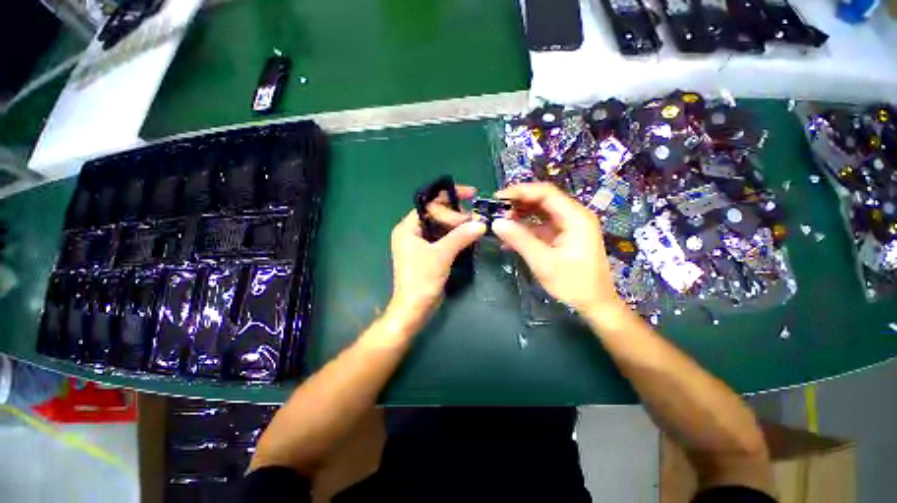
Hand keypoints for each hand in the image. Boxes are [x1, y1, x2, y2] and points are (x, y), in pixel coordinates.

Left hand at [386, 185, 485, 330]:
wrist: (415, 308)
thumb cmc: (422, 279)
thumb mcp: (441, 255)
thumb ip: (460, 236)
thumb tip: (481, 223)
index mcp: (407, 228)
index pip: (430, 204)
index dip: (449, 199)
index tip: (470, 196)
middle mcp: (412, 233)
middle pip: (436, 214)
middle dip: (456, 213)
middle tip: (475, 216)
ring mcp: (420, 244)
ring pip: (441, 227)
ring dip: (458, 224)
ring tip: (476, 224)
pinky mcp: (429, 254)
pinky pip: (443, 238)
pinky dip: (456, 236)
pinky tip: (469, 235)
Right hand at [492, 183, 622, 314]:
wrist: (595, 305)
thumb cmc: (574, 284)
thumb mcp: (544, 262)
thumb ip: (520, 239)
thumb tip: (495, 222)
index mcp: (575, 217)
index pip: (546, 193)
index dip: (520, 192)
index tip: (498, 198)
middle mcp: (573, 216)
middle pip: (543, 200)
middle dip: (518, 203)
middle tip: (495, 211)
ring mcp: (568, 227)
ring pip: (540, 213)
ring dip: (519, 216)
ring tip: (499, 223)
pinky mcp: (562, 237)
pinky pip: (540, 227)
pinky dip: (525, 230)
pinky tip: (508, 239)